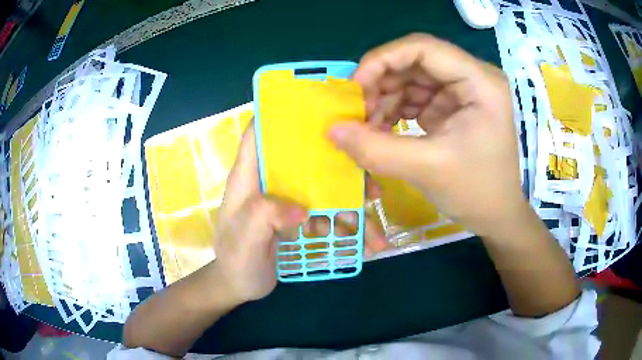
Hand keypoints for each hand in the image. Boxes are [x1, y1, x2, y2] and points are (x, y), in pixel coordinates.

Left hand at [214, 123, 388, 302]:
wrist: (240, 286)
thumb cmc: (235, 260)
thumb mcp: (243, 240)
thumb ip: (264, 218)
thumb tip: (303, 209)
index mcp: (249, 178)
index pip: (257, 134)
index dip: (277, 115)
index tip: (313, 109)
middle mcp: (270, 182)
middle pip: (304, 158)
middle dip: (337, 165)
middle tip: (369, 182)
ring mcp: (287, 200)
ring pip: (323, 189)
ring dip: (351, 206)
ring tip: (374, 233)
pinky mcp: (299, 218)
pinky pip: (327, 214)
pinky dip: (347, 227)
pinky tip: (366, 245)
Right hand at [329, 33, 525, 237]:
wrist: (497, 216)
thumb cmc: (476, 192)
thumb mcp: (427, 169)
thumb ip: (376, 149)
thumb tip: (332, 129)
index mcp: (480, 82)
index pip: (423, 48)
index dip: (383, 60)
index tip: (354, 87)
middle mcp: (472, 77)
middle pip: (414, 62)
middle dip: (380, 83)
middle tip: (356, 112)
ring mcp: (462, 91)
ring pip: (411, 78)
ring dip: (384, 99)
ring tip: (366, 127)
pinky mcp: (452, 106)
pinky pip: (415, 97)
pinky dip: (394, 110)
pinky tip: (381, 130)